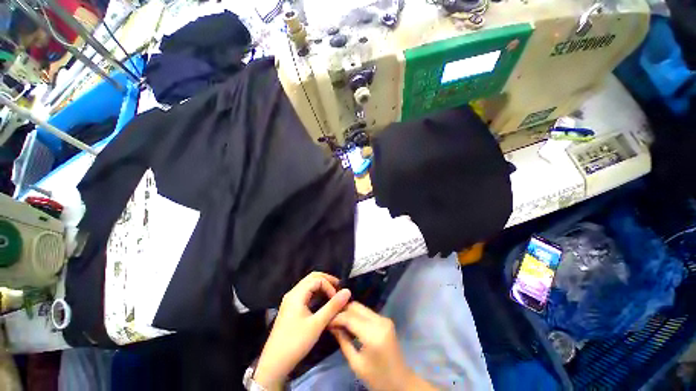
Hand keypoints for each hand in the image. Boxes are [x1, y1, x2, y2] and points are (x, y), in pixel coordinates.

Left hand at [254, 272, 350, 389]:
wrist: (274, 363)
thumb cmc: (296, 342)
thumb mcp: (317, 324)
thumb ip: (333, 306)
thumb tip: (347, 291)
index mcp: (297, 294)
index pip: (317, 279)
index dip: (329, 286)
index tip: (337, 299)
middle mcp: (293, 293)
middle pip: (312, 278)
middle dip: (327, 280)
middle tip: (339, 288)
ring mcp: (290, 300)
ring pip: (308, 285)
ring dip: (321, 286)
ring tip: (333, 294)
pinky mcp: (290, 308)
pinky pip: (305, 293)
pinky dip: (316, 293)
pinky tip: (322, 301)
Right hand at [330, 302, 431, 390]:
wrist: (401, 382)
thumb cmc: (377, 378)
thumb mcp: (356, 364)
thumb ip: (343, 341)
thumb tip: (331, 325)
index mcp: (373, 335)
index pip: (350, 317)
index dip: (337, 317)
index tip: (326, 320)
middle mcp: (380, 321)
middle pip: (356, 307)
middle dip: (342, 310)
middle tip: (331, 318)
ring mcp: (384, 319)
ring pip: (361, 307)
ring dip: (349, 311)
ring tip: (338, 320)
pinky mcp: (385, 319)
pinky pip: (367, 312)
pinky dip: (357, 315)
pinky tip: (350, 322)